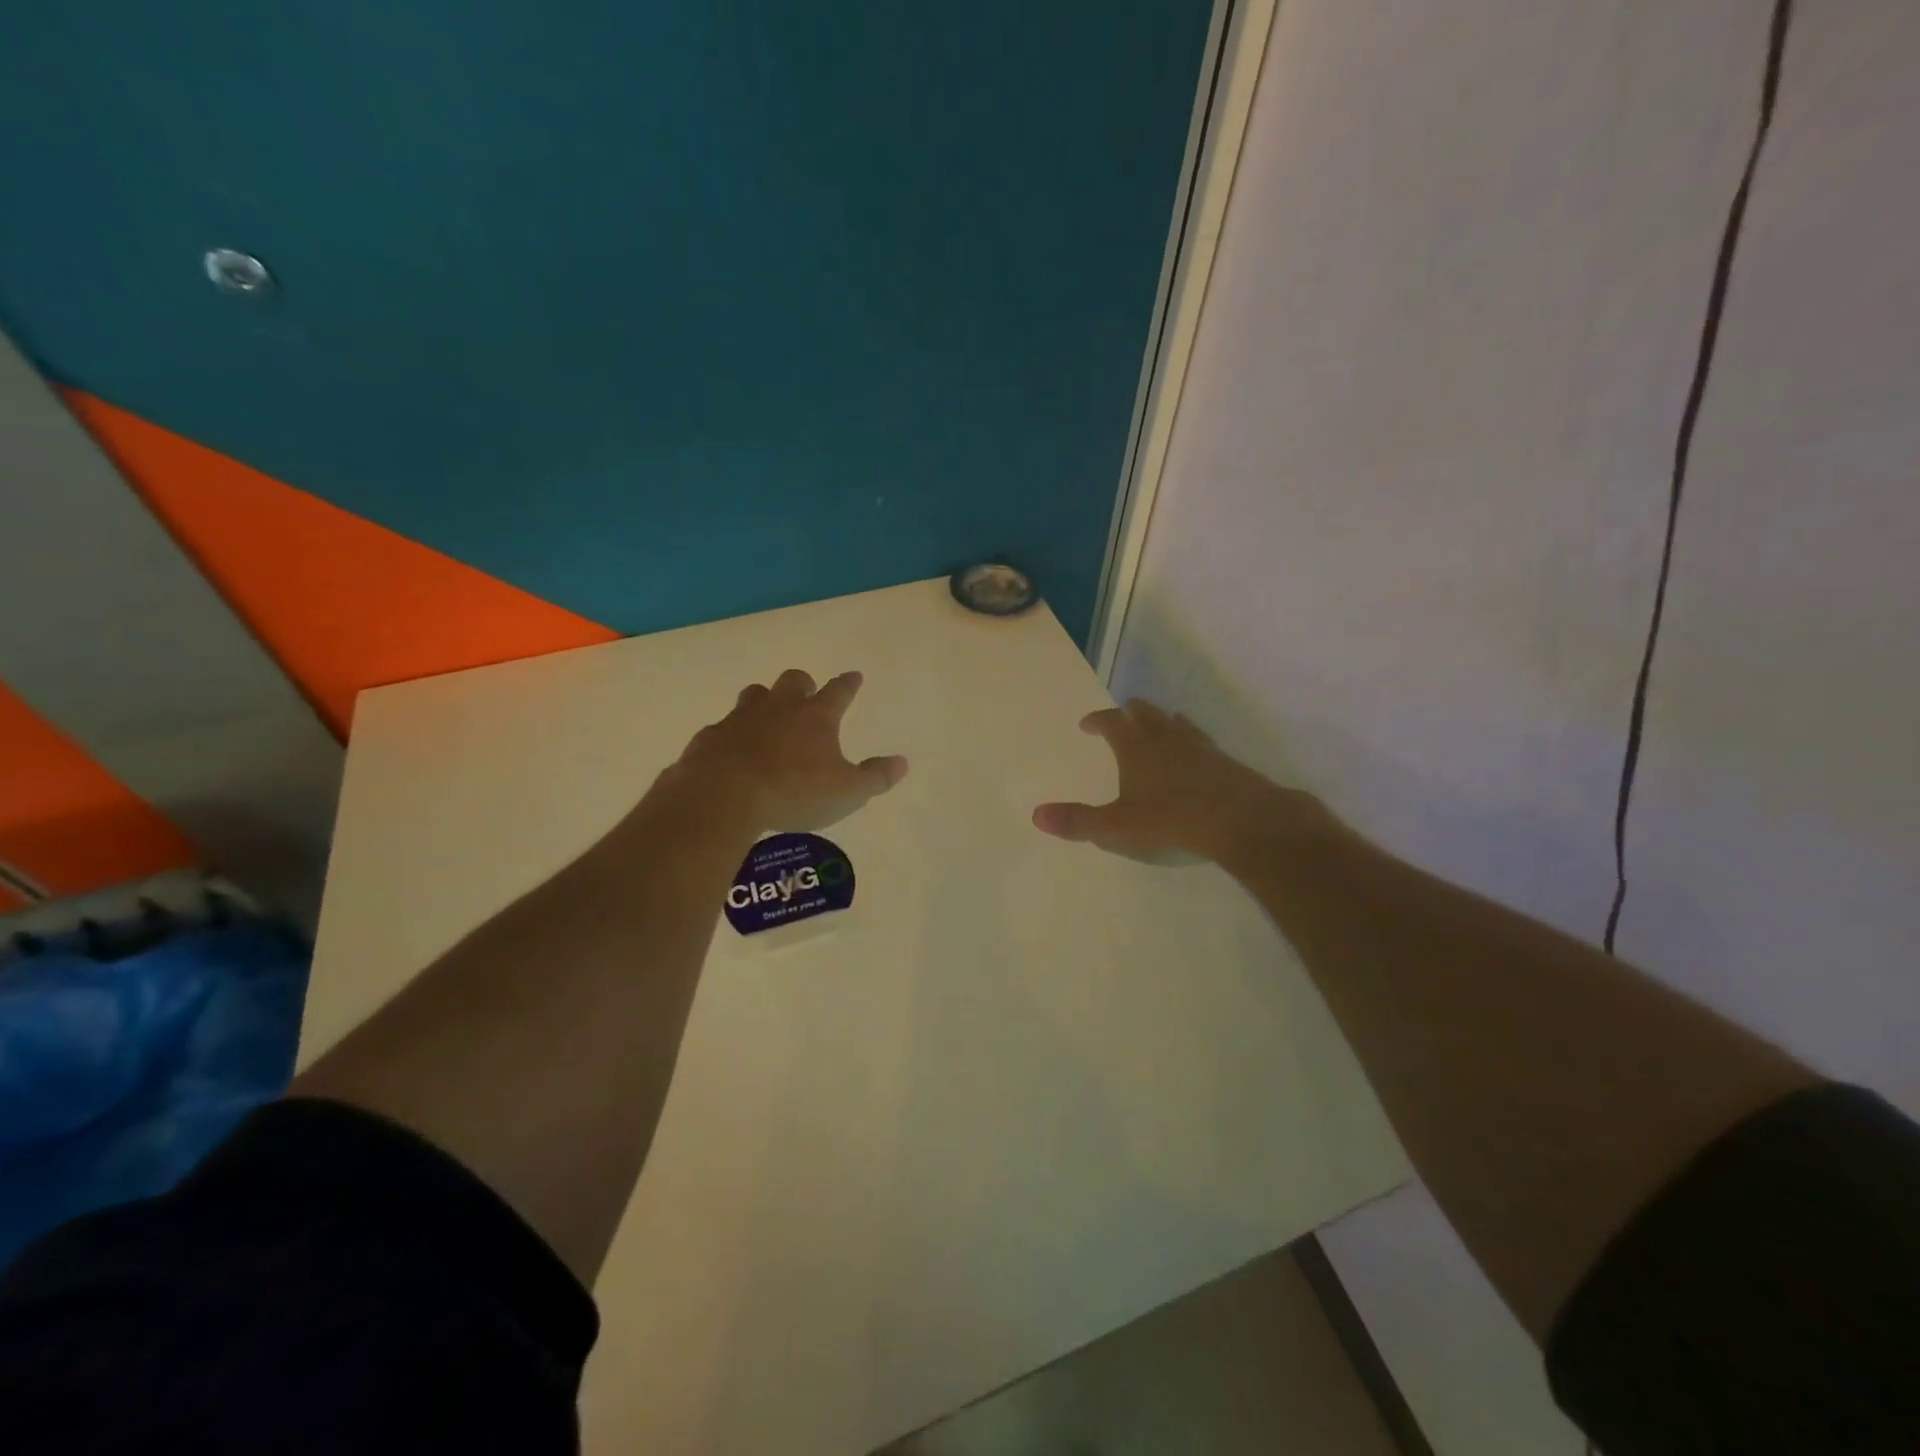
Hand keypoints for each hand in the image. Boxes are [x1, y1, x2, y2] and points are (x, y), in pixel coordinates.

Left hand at [674, 669, 907, 831]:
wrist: (724, 795)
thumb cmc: (795, 792)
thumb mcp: (848, 792)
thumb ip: (876, 777)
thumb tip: (902, 763)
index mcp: (816, 717)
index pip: (839, 691)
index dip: (849, 684)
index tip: (854, 676)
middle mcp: (780, 708)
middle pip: (794, 681)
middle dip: (803, 684)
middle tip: (807, 692)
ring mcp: (741, 719)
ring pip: (755, 695)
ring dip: (765, 700)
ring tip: (768, 714)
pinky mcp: (711, 737)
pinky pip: (724, 727)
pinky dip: (732, 733)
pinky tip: (732, 749)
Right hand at [1033, 700, 1313, 864]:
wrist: (1241, 822)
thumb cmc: (1170, 821)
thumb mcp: (1115, 828)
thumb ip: (1077, 821)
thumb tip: (1036, 815)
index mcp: (1136, 747)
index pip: (1112, 722)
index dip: (1098, 720)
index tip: (1088, 723)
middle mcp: (1167, 738)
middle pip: (1147, 713)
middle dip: (1132, 712)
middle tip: (1124, 713)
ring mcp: (1201, 748)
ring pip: (1179, 724)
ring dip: (1165, 722)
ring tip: (1161, 725)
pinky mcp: (1228, 764)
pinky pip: (1204, 744)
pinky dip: (1193, 743)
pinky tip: (1197, 757)